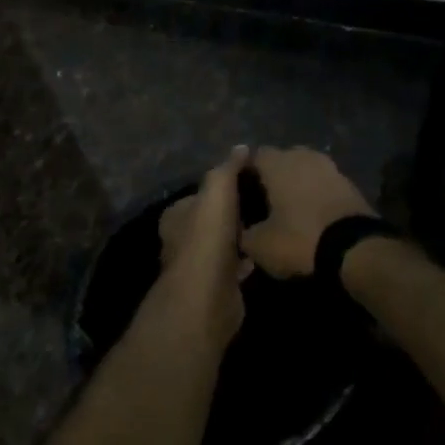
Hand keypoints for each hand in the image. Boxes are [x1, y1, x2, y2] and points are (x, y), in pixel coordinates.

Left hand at [155, 147, 252, 347]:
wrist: (207, 297)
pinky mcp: (217, 286)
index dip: (222, 186)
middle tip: (263, 200)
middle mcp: (182, 240)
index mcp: (176, 216)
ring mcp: (199, 266)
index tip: (248, 179)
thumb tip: (241, 148)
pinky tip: (265, 251)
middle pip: (211, 219)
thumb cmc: (207, 238)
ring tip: (268, 223)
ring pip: (223, 243)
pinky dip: (247, 259)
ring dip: (241, 236)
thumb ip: (228, 169)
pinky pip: (235, 266)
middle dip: (233, 211)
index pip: (199, 194)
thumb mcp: (218, 191)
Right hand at [238, 147, 372, 278]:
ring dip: (296, 184)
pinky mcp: (349, 183)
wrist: (355, 247)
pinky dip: (315, 194)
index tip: (239, 193)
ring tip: (288, 209)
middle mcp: (304, 156)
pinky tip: (311, 214)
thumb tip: (242, 231)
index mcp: (278, 163)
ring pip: (305, 170)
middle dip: (272, 177)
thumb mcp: (260, 245)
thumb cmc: (300, 238)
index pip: (254, 156)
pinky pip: (323, 183)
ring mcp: (330, 167)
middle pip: (281, 160)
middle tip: (263, 202)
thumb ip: (244, 233)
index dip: (244, 173)